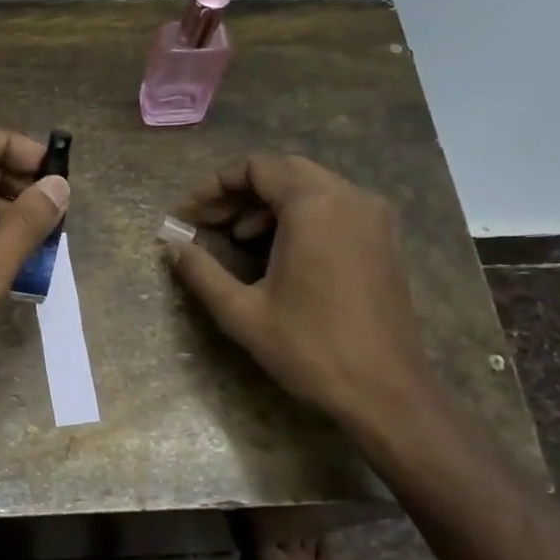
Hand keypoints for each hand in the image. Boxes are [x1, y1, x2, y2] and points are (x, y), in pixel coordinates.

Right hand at [167, 153, 434, 438]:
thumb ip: (201, 272)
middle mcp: (350, 198)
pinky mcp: (383, 239)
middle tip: (209, 222)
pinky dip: (299, 216)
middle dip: (241, 192)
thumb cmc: (310, 349)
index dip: (216, 186)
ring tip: (237, 237)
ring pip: (311, 187)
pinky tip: (277, 251)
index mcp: (315, 206)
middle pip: (285, 171)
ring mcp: (374, 217)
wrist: (386, 392)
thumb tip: (172, 247)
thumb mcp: (242, 312)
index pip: (258, 167)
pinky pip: (334, 207)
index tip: (189, 214)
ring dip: (269, 203)